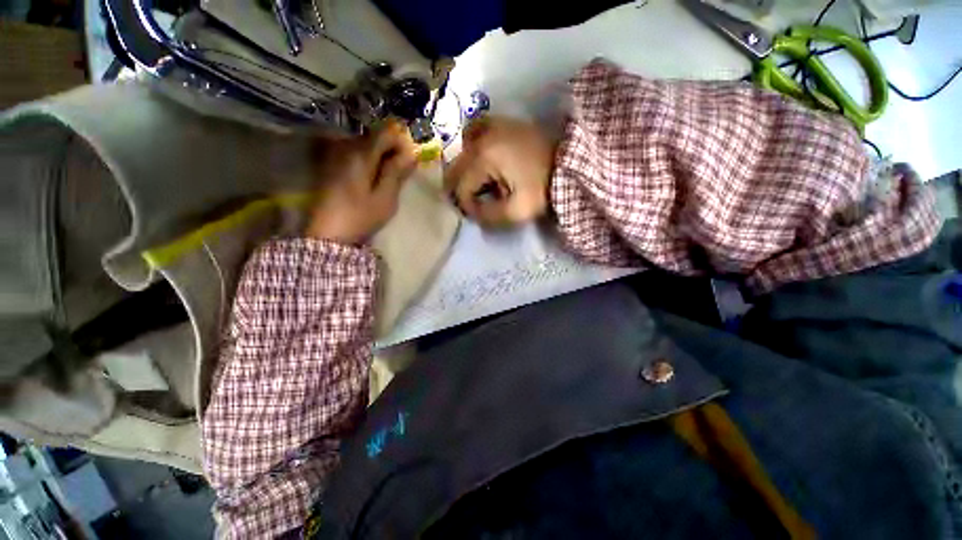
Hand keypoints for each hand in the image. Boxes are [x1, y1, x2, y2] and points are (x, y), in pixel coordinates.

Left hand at [307, 121, 416, 244]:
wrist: (329, 234)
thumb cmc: (361, 216)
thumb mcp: (385, 198)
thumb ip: (396, 172)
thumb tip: (411, 153)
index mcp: (361, 155)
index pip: (385, 133)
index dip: (401, 142)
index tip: (410, 159)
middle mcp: (346, 148)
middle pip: (374, 137)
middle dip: (391, 149)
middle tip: (401, 170)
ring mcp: (336, 156)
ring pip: (364, 145)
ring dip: (380, 155)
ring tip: (388, 175)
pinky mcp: (332, 166)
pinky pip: (355, 154)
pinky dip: (368, 161)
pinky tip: (372, 177)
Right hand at [444, 116, 555, 226]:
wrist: (569, 165)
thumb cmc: (543, 189)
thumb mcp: (516, 211)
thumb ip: (487, 216)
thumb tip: (471, 211)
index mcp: (484, 158)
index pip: (461, 187)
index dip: (467, 206)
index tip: (480, 215)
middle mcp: (481, 138)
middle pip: (456, 169)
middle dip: (462, 190)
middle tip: (474, 205)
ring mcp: (490, 126)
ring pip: (461, 152)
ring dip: (464, 172)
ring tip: (475, 186)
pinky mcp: (499, 123)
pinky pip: (473, 132)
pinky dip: (471, 148)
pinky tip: (479, 161)